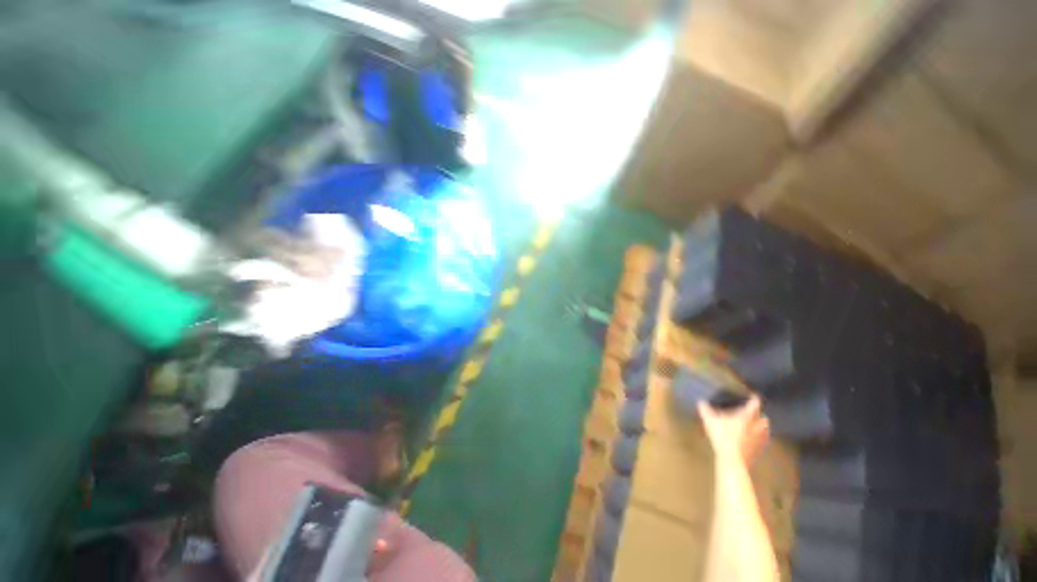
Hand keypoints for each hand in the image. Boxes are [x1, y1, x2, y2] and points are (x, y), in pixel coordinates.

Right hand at [698, 395, 770, 463]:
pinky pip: (762, 441)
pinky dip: (759, 438)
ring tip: (755, 426)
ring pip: (765, 430)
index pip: (754, 405)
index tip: (753, 396)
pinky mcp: (759, 450)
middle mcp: (756, 426)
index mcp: (746, 417)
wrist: (733, 459)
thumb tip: (700, 401)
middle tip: (753, 414)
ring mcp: (759, 439)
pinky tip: (752, 440)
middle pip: (763, 418)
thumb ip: (706, 411)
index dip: (754, 399)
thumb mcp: (710, 421)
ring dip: (761, 427)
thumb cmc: (722, 436)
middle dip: (760, 415)